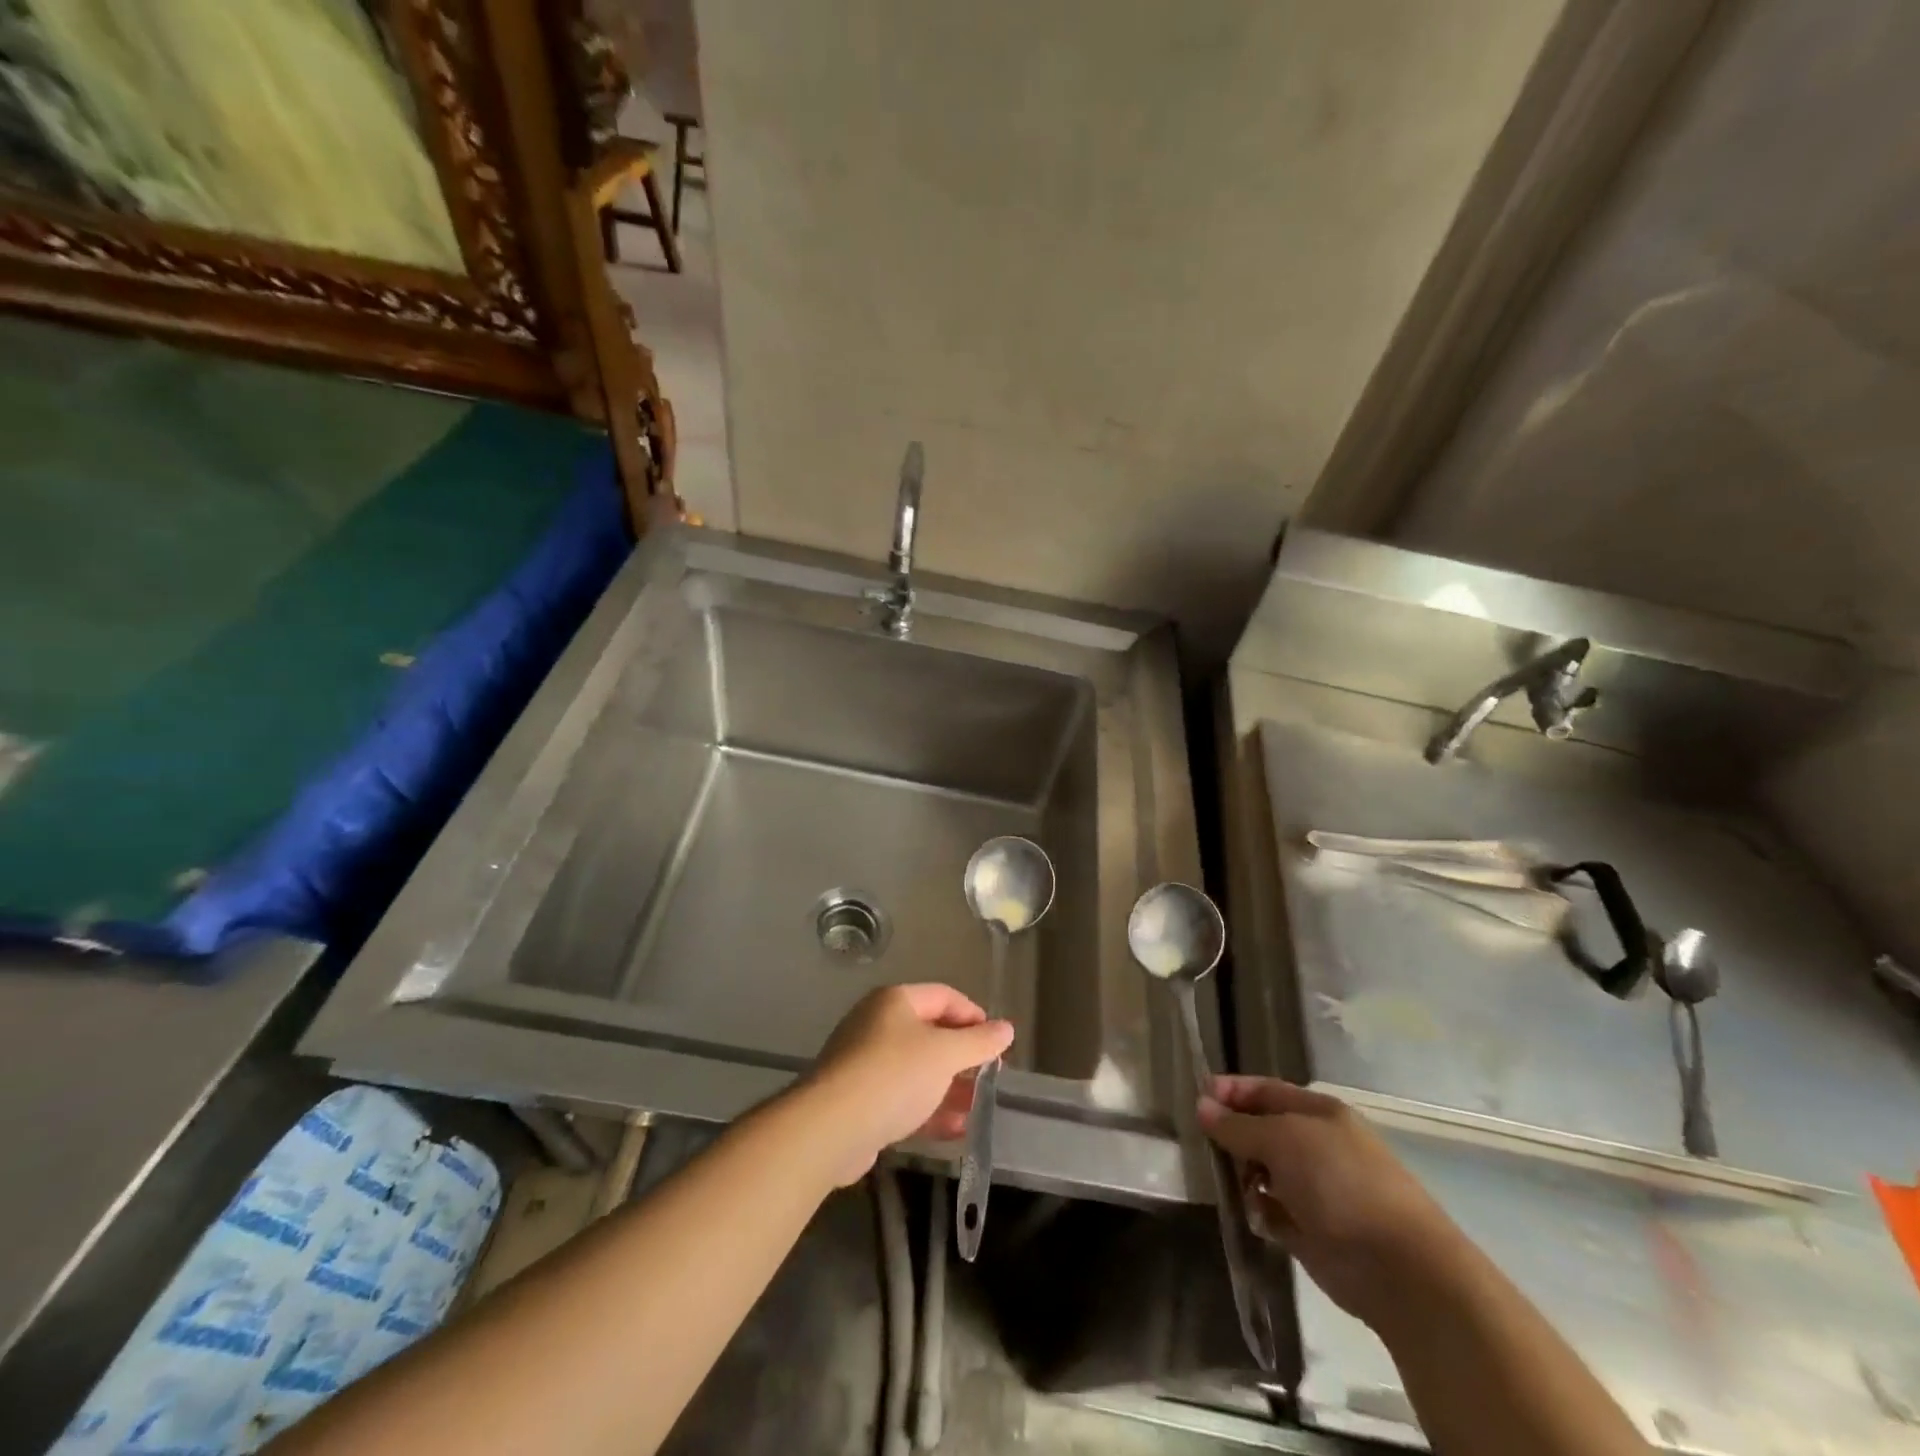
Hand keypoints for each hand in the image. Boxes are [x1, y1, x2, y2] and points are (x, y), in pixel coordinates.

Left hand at [802, 984, 1013, 1185]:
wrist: (830, 1127)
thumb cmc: (894, 1075)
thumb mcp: (945, 1054)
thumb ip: (979, 1042)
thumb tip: (1007, 1029)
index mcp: (895, 1001)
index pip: (944, 996)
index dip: (974, 1016)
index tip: (997, 1043)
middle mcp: (877, 1024)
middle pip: (930, 1033)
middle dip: (963, 1056)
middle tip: (989, 1076)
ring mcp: (865, 1063)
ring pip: (917, 1070)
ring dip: (949, 1087)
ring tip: (977, 1107)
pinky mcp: (859, 1101)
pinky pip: (902, 1098)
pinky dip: (928, 1110)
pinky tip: (956, 1129)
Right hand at [1199, 1076, 1460, 1328]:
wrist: (1401, 1270)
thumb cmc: (1341, 1184)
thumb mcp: (1283, 1141)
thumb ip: (1238, 1125)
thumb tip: (1202, 1106)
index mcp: (1318, 1113)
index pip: (1265, 1090)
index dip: (1231, 1090)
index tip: (1196, 1097)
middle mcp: (1317, 1146)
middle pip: (1262, 1130)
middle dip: (1233, 1135)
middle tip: (1206, 1145)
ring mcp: (1316, 1190)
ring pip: (1263, 1171)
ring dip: (1243, 1175)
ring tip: (1232, 1185)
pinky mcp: (1312, 1231)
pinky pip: (1272, 1210)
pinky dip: (1259, 1211)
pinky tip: (1255, 1217)